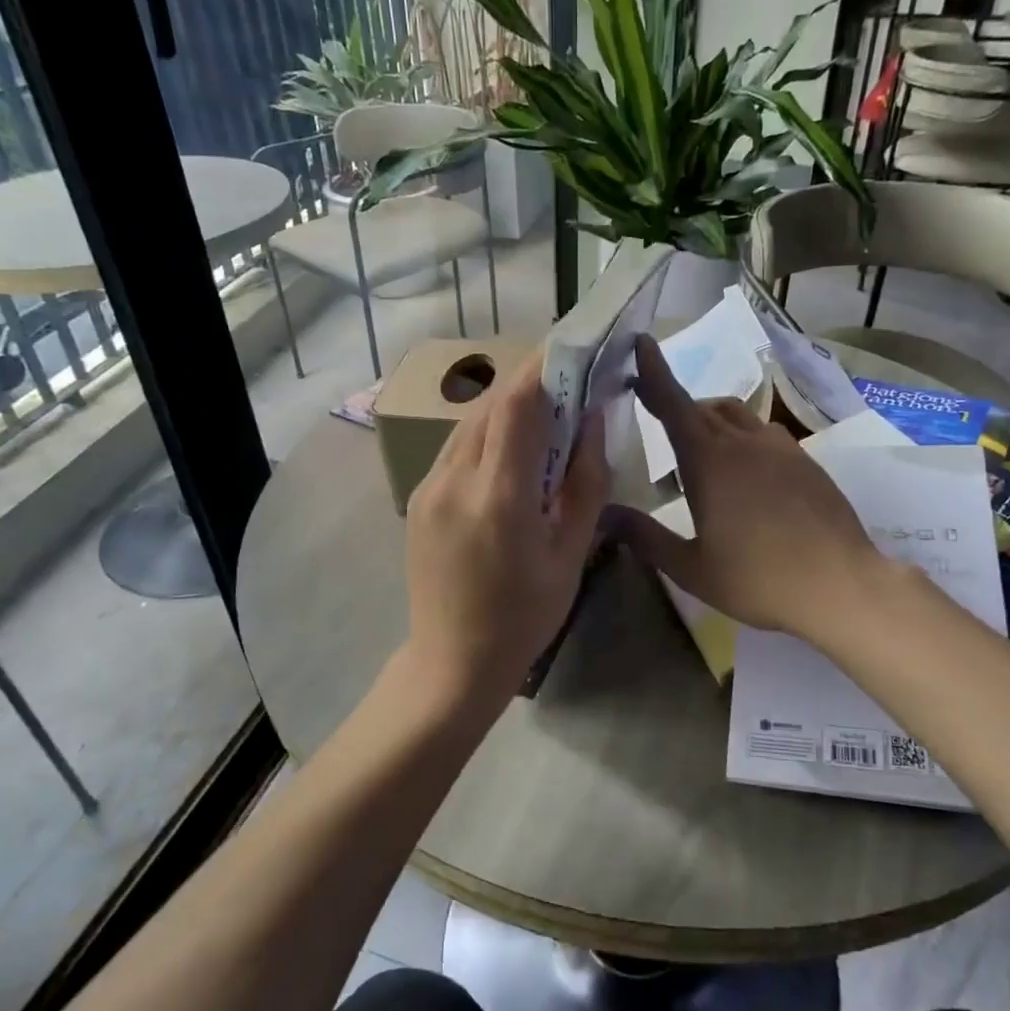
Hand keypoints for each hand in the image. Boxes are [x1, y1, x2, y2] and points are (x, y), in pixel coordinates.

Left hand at [401, 353, 608, 719]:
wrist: (453, 661)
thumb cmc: (525, 616)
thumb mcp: (571, 553)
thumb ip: (585, 482)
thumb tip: (592, 420)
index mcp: (499, 496)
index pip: (517, 406)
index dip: (543, 369)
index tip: (572, 349)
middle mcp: (454, 480)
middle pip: (490, 406)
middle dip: (528, 384)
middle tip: (565, 380)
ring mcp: (428, 488)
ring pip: (468, 424)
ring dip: (505, 409)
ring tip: (542, 414)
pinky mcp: (417, 498)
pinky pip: (454, 449)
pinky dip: (485, 436)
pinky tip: (508, 454)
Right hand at [610, 335, 882, 641]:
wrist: (842, 585)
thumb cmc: (758, 579)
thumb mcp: (691, 567)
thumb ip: (644, 537)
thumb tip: (603, 514)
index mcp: (708, 460)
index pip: (673, 403)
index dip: (653, 372)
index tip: (641, 343)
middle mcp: (742, 441)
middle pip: (700, 407)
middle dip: (673, 404)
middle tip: (653, 414)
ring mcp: (779, 447)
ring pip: (734, 415)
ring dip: (708, 419)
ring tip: (698, 450)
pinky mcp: (804, 460)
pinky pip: (761, 432)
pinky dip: (739, 436)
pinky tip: (743, 472)